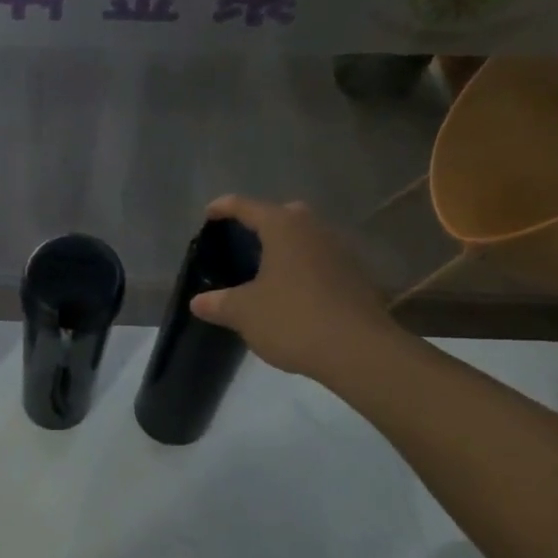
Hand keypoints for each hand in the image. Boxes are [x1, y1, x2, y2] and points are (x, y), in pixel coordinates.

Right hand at [188, 195, 402, 385]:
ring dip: (286, 247)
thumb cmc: (293, 319)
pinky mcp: (356, 277)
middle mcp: (314, 230)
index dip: (224, 207)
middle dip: (262, 223)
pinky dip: (304, 269)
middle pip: (284, 215)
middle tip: (243, 241)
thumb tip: (198, 301)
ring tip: (264, 270)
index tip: (208, 213)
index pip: (247, 207)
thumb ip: (218, 303)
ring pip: (306, 238)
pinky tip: (291, 293)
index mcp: (283, 228)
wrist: (359, 351)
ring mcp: (340, 252)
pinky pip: (321, 261)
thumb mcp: (244, 312)